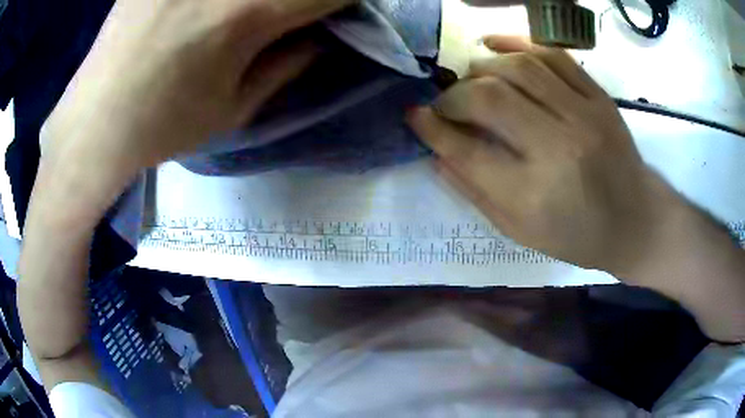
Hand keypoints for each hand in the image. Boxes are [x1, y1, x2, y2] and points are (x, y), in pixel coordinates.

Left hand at [42, 0, 351, 199]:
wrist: (93, 123)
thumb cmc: (162, 127)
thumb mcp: (234, 109)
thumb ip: (288, 64)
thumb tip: (321, 36)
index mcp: (248, 12)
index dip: (347, 0)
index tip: (340, 12)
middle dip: (303, 1)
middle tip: (291, 18)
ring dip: (262, 1)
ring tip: (245, 21)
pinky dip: (224, 1)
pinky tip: (205, 16)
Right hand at [410, 36, 744, 341]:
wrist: (635, 221)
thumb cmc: (578, 237)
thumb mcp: (522, 232)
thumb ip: (476, 192)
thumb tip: (437, 154)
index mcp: (534, 195)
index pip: (467, 150)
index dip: (432, 129)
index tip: (414, 115)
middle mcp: (558, 148)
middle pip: (489, 98)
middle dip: (453, 95)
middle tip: (445, 102)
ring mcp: (583, 116)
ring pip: (518, 67)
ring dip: (481, 66)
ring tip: (471, 78)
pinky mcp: (598, 97)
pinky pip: (552, 54)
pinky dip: (516, 41)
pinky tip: (493, 44)